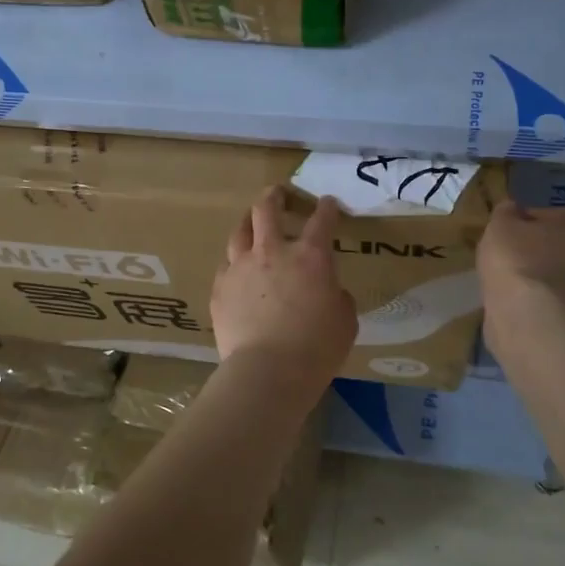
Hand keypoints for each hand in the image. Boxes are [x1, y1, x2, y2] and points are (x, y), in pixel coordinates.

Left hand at [213, 187, 357, 385]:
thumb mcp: (344, 321)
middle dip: (274, 197)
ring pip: (239, 232)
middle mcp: (272, 252)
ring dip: (248, 222)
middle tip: (278, 194)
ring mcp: (241, 267)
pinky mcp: (220, 288)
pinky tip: (236, 268)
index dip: (326, 208)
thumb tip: (327, 291)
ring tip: (250, 221)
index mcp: (310, 257)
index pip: (322, 220)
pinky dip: (235, 262)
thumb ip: (336, 296)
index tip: (328, 204)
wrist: (267, 371)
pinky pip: (226, 265)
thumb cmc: (316, 348)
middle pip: (267, 210)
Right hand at [477, 199, 564, 352]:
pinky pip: (540, 298)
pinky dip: (525, 300)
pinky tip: (506, 302)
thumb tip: (510, 209)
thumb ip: (504, 213)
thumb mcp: (500, 225)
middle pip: (546, 245)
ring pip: (543, 273)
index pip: (541, 214)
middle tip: (495, 257)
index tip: (497, 233)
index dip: (516, 221)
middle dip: (523, 250)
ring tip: (496, 282)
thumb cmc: (516, 261)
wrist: (531, 319)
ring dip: (523, 277)